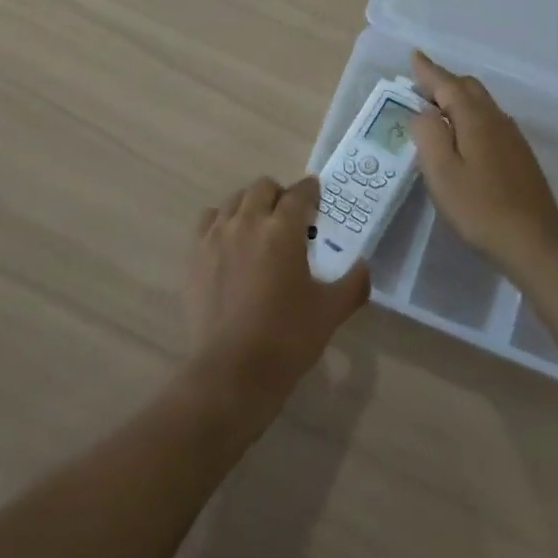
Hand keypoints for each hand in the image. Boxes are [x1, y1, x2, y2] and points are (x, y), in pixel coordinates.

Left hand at [184, 176, 369, 410]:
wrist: (233, 369)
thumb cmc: (287, 337)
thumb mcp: (331, 311)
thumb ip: (353, 283)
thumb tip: (363, 267)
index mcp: (282, 230)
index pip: (299, 193)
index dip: (310, 190)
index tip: (316, 195)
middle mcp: (248, 222)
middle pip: (262, 187)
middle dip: (279, 194)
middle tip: (288, 215)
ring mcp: (216, 236)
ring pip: (233, 200)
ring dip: (250, 205)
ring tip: (258, 227)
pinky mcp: (194, 254)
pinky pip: (207, 221)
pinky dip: (221, 222)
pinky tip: (228, 241)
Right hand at [410, 51, 557, 273]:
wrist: (535, 242)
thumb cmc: (480, 208)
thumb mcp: (441, 172)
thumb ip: (428, 135)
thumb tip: (423, 112)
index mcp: (475, 118)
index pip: (448, 84)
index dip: (428, 71)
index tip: (413, 56)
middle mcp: (496, 119)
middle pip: (468, 88)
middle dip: (443, 82)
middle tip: (418, 88)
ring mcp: (512, 137)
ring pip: (481, 104)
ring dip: (457, 100)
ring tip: (434, 111)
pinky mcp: (519, 156)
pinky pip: (489, 121)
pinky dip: (469, 117)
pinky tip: (462, 138)